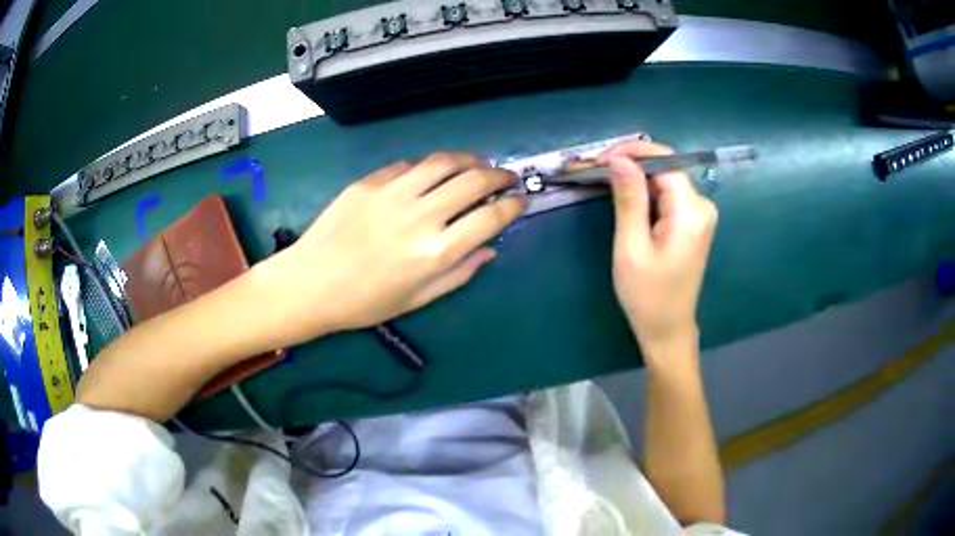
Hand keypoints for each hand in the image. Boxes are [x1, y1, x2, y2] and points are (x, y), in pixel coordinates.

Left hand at [260, 153, 526, 343]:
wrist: (310, 283)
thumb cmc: (365, 302)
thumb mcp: (418, 299)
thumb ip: (460, 272)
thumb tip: (491, 248)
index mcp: (436, 252)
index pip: (490, 217)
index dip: (513, 205)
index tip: (521, 200)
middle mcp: (420, 215)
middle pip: (474, 181)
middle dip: (500, 175)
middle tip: (508, 178)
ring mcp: (393, 193)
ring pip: (444, 161)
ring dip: (470, 160)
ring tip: (478, 165)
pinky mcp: (370, 181)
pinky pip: (409, 165)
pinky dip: (429, 167)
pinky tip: (432, 174)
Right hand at [599, 141, 717, 354]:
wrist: (667, 330)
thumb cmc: (647, 296)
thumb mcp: (631, 247)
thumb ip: (629, 199)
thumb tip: (620, 159)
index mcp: (691, 211)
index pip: (663, 161)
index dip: (631, 152)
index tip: (598, 160)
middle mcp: (702, 206)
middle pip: (664, 168)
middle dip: (629, 163)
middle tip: (594, 169)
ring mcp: (699, 214)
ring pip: (663, 179)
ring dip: (634, 177)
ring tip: (601, 179)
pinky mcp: (692, 222)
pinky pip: (667, 195)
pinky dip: (644, 192)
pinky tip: (623, 195)